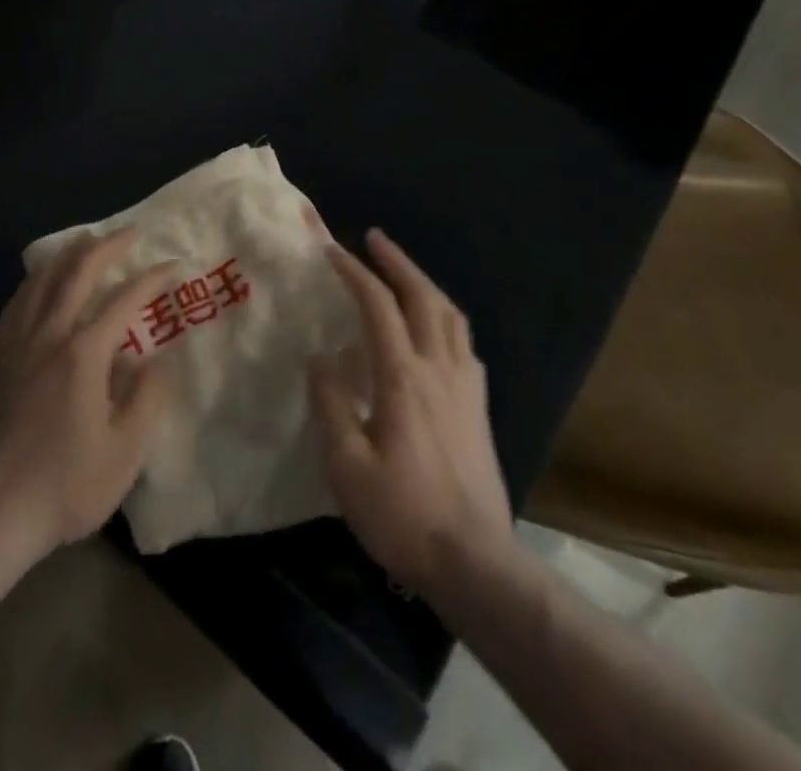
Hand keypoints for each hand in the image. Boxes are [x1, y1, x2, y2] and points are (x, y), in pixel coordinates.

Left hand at [0, 229, 171, 560]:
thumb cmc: (66, 484)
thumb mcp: (125, 450)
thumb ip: (145, 397)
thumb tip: (151, 360)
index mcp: (83, 352)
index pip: (123, 300)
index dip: (150, 279)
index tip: (171, 266)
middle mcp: (49, 335)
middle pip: (76, 273)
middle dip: (106, 247)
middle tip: (129, 232)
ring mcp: (18, 345)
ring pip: (41, 281)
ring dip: (67, 255)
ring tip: (85, 242)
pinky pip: (17, 303)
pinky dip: (34, 282)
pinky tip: (40, 283)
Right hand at [310, 229, 514, 597]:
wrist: (475, 562)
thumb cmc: (403, 515)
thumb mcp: (348, 468)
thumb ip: (331, 405)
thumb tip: (321, 359)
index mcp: (403, 377)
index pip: (377, 306)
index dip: (354, 272)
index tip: (331, 250)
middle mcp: (439, 368)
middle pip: (422, 296)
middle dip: (396, 261)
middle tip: (374, 238)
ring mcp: (466, 386)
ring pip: (449, 315)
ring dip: (424, 283)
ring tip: (403, 273)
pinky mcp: (479, 406)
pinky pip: (464, 343)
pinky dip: (445, 318)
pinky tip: (435, 329)